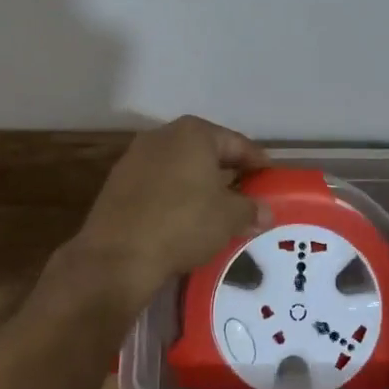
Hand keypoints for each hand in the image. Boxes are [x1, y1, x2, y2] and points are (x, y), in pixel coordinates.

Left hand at [63, 115, 272, 320]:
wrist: (117, 256)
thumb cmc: (183, 223)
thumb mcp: (229, 218)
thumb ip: (251, 209)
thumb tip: (264, 212)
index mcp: (194, 133)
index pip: (237, 143)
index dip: (257, 162)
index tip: (270, 178)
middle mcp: (163, 135)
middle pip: (206, 151)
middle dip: (227, 171)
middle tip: (247, 193)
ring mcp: (135, 157)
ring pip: (180, 167)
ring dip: (199, 184)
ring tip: (216, 209)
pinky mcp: (118, 183)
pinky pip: (158, 184)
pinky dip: (175, 196)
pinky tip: (183, 218)